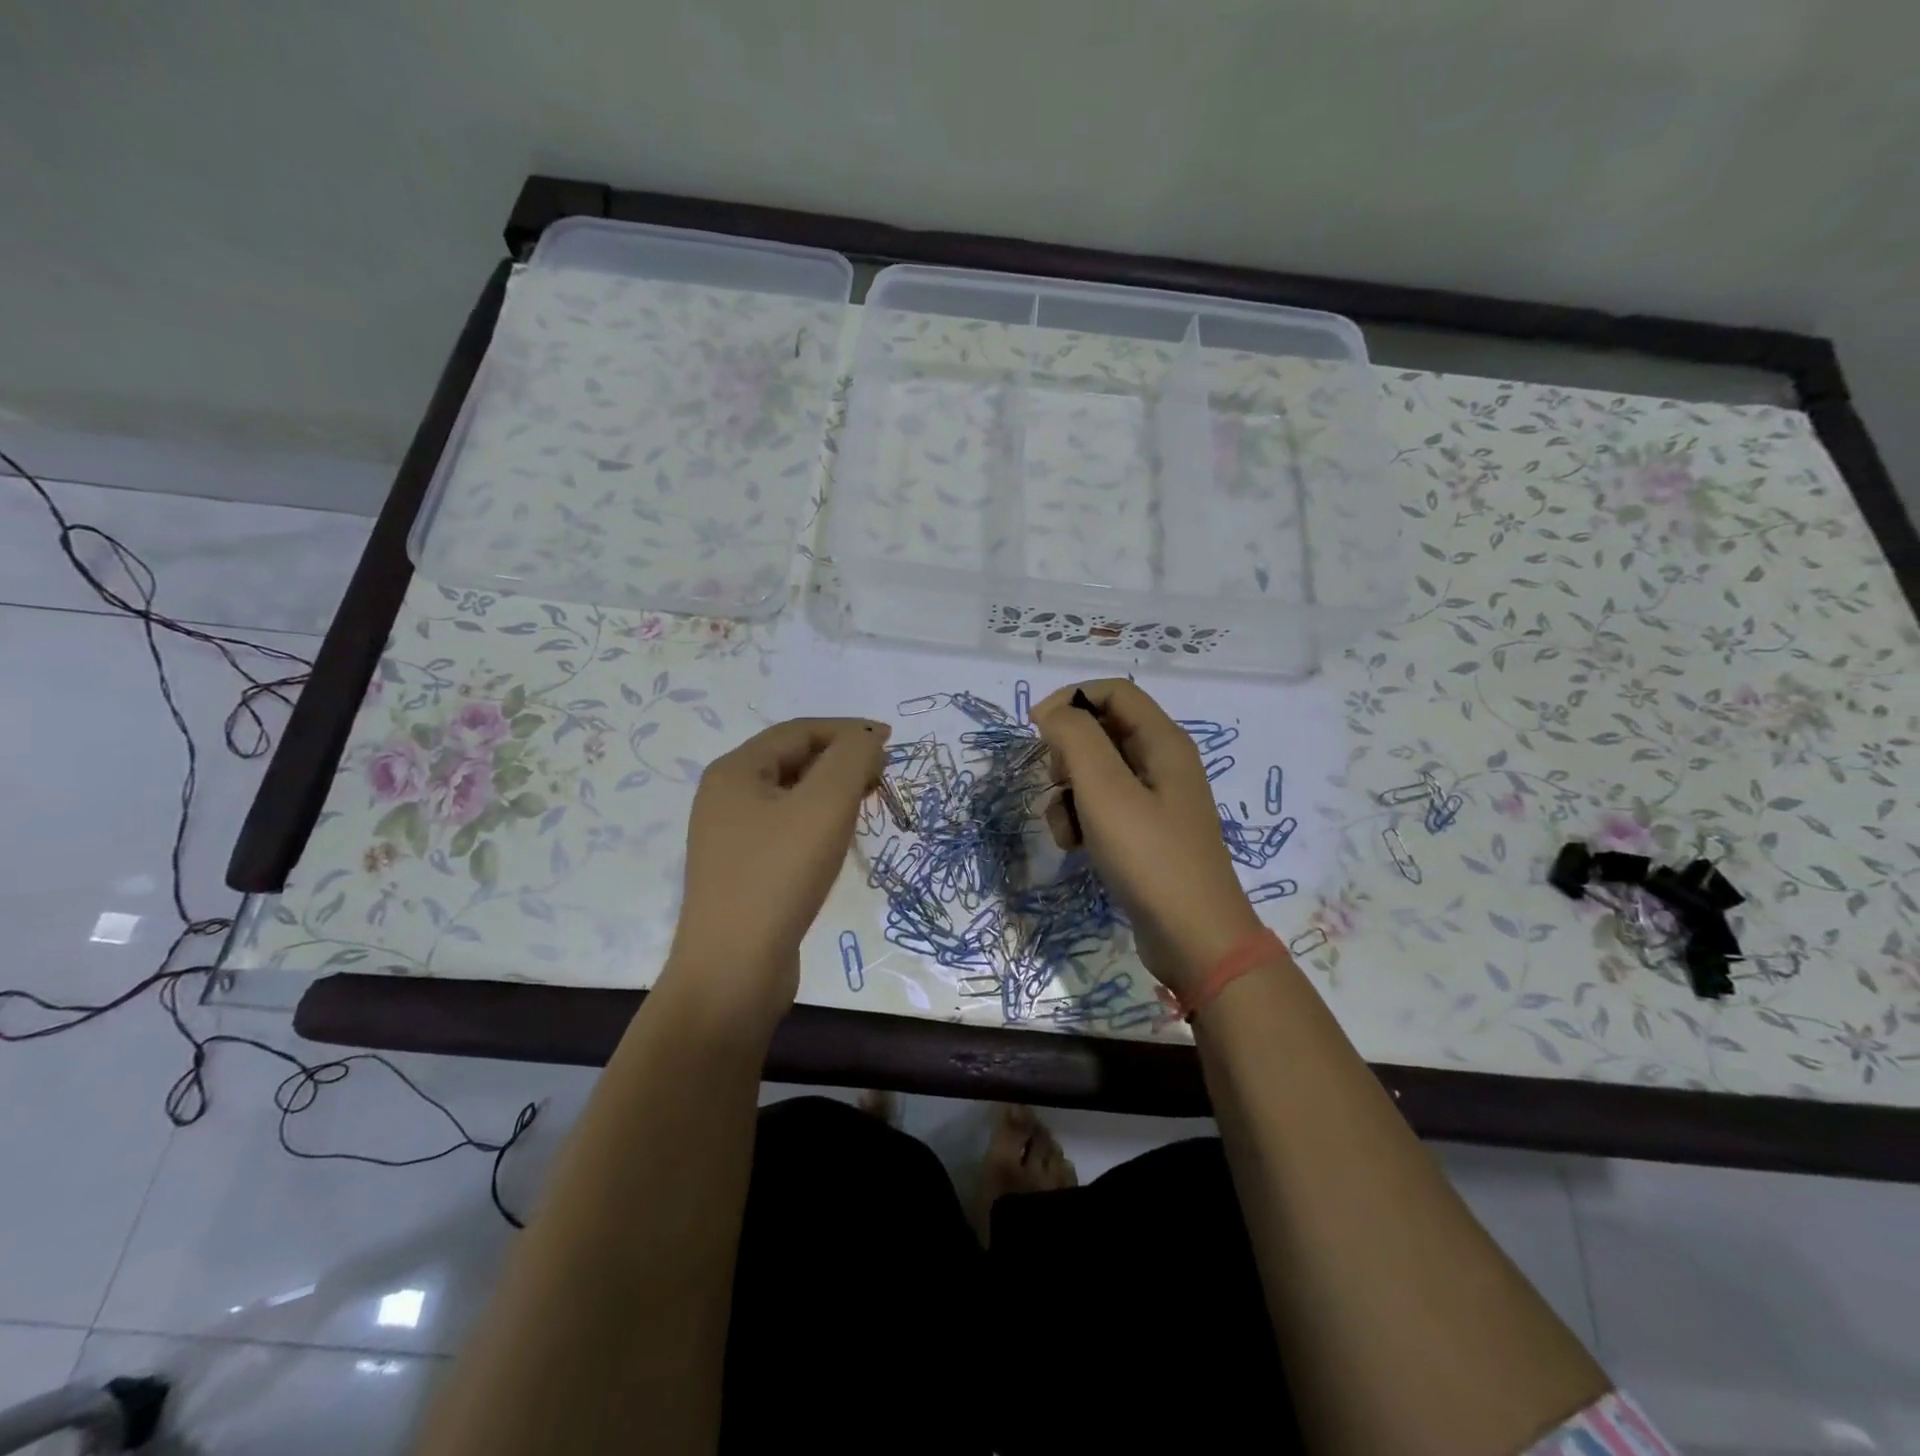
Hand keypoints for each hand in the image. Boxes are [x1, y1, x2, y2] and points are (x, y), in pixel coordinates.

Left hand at [664, 717, 888, 1026]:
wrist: (733, 970)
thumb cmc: (779, 876)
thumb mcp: (825, 806)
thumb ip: (851, 760)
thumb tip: (866, 740)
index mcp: (735, 771)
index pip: (799, 731)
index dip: (848, 730)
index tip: (891, 741)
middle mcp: (726, 797)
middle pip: (793, 759)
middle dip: (841, 760)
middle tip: (882, 777)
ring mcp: (731, 836)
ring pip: (792, 796)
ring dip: (832, 791)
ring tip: (867, 803)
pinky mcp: (743, 870)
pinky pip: (786, 828)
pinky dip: (818, 821)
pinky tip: (838, 840)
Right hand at [1034, 680, 1263, 1000]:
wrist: (1193, 937)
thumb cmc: (1149, 856)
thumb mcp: (1105, 790)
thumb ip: (1076, 738)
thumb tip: (1053, 711)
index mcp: (1164, 742)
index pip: (1114, 691)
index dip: (1071, 700)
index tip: (1036, 729)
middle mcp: (1163, 763)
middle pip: (1103, 731)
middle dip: (1068, 753)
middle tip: (1056, 782)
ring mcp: (1156, 800)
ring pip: (1097, 773)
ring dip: (1069, 793)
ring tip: (1066, 827)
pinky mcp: (1146, 833)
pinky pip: (1104, 808)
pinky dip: (1082, 820)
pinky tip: (1076, 847)